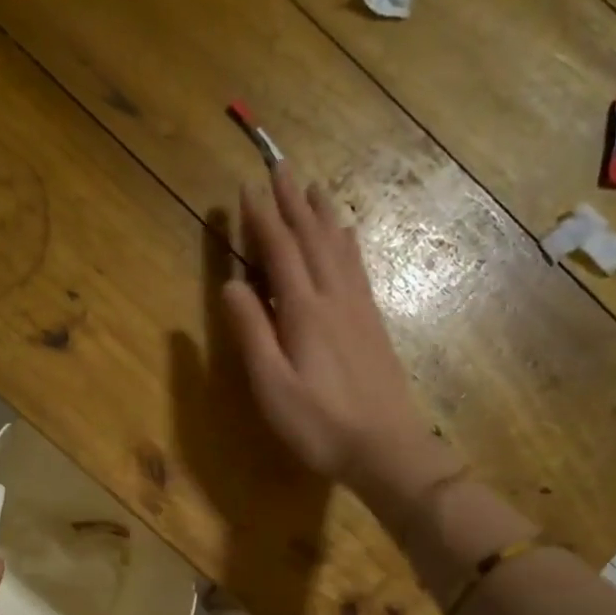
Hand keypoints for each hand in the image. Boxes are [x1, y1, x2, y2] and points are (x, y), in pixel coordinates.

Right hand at [221, 166, 450, 497]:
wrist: (385, 447)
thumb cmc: (319, 424)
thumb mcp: (272, 386)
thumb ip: (251, 333)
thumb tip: (230, 285)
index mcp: (304, 312)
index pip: (280, 251)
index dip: (262, 218)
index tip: (246, 187)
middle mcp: (334, 298)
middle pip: (312, 239)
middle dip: (292, 203)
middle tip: (279, 167)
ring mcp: (358, 309)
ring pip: (338, 248)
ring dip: (322, 215)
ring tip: (313, 188)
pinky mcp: (372, 323)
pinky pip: (357, 268)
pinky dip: (347, 243)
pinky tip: (346, 236)